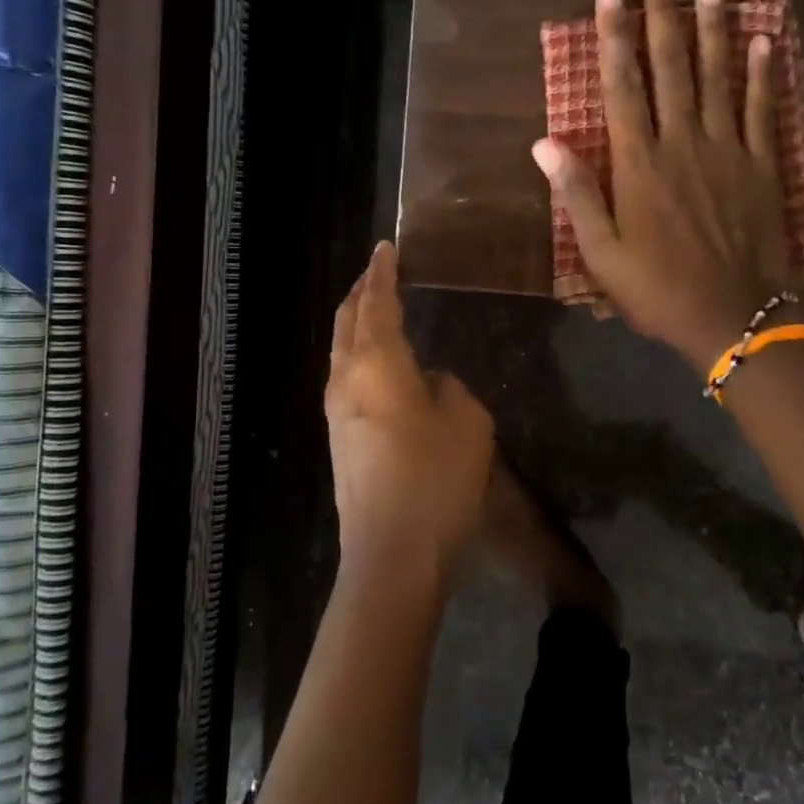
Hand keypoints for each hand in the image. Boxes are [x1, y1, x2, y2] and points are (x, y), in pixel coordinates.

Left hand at [325, 241, 493, 582]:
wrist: (391, 555)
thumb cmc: (436, 479)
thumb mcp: (467, 422)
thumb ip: (449, 389)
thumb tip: (429, 382)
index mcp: (378, 364)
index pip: (377, 303)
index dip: (383, 272)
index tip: (385, 248)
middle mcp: (347, 380)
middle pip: (347, 322)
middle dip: (361, 292)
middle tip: (376, 270)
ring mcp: (337, 412)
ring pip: (340, 351)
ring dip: (354, 323)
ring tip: (372, 308)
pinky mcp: (339, 440)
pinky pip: (345, 378)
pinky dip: (356, 353)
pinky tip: (374, 363)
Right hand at [534, 0, 793, 370]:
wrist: (732, 318)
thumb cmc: (657, 289)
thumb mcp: (601, 254)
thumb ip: (576, 194)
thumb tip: (544, 143)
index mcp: (638, 165)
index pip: (623, 87)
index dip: (614, 37)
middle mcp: (682, 143)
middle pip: (671, 67)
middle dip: (662, 13)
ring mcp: (727, 150)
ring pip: (718, 76)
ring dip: (713, 26)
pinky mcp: (762, 166)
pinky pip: (762, 109)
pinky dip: (763, 72)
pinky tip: (763, 37)